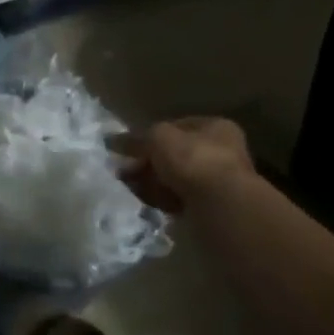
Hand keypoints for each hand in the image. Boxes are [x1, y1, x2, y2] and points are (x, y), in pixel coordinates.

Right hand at [121, 116, 254, 212]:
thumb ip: (136, 138)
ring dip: (152, 182)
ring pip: (174, 179)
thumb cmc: (193, 159)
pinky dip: (161, 199)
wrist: (220, 206)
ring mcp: (217, 182)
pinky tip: (145, 200)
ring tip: (129, 186)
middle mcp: (222, 153)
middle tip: (125, 169)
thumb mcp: (158, 138)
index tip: (129, 147)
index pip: (177, 127)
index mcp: (216, 128)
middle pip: (174, 155)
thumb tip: (112, 139)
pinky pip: (178, 199)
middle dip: (148, 163)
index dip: (151, 135)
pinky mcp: (210, 207)